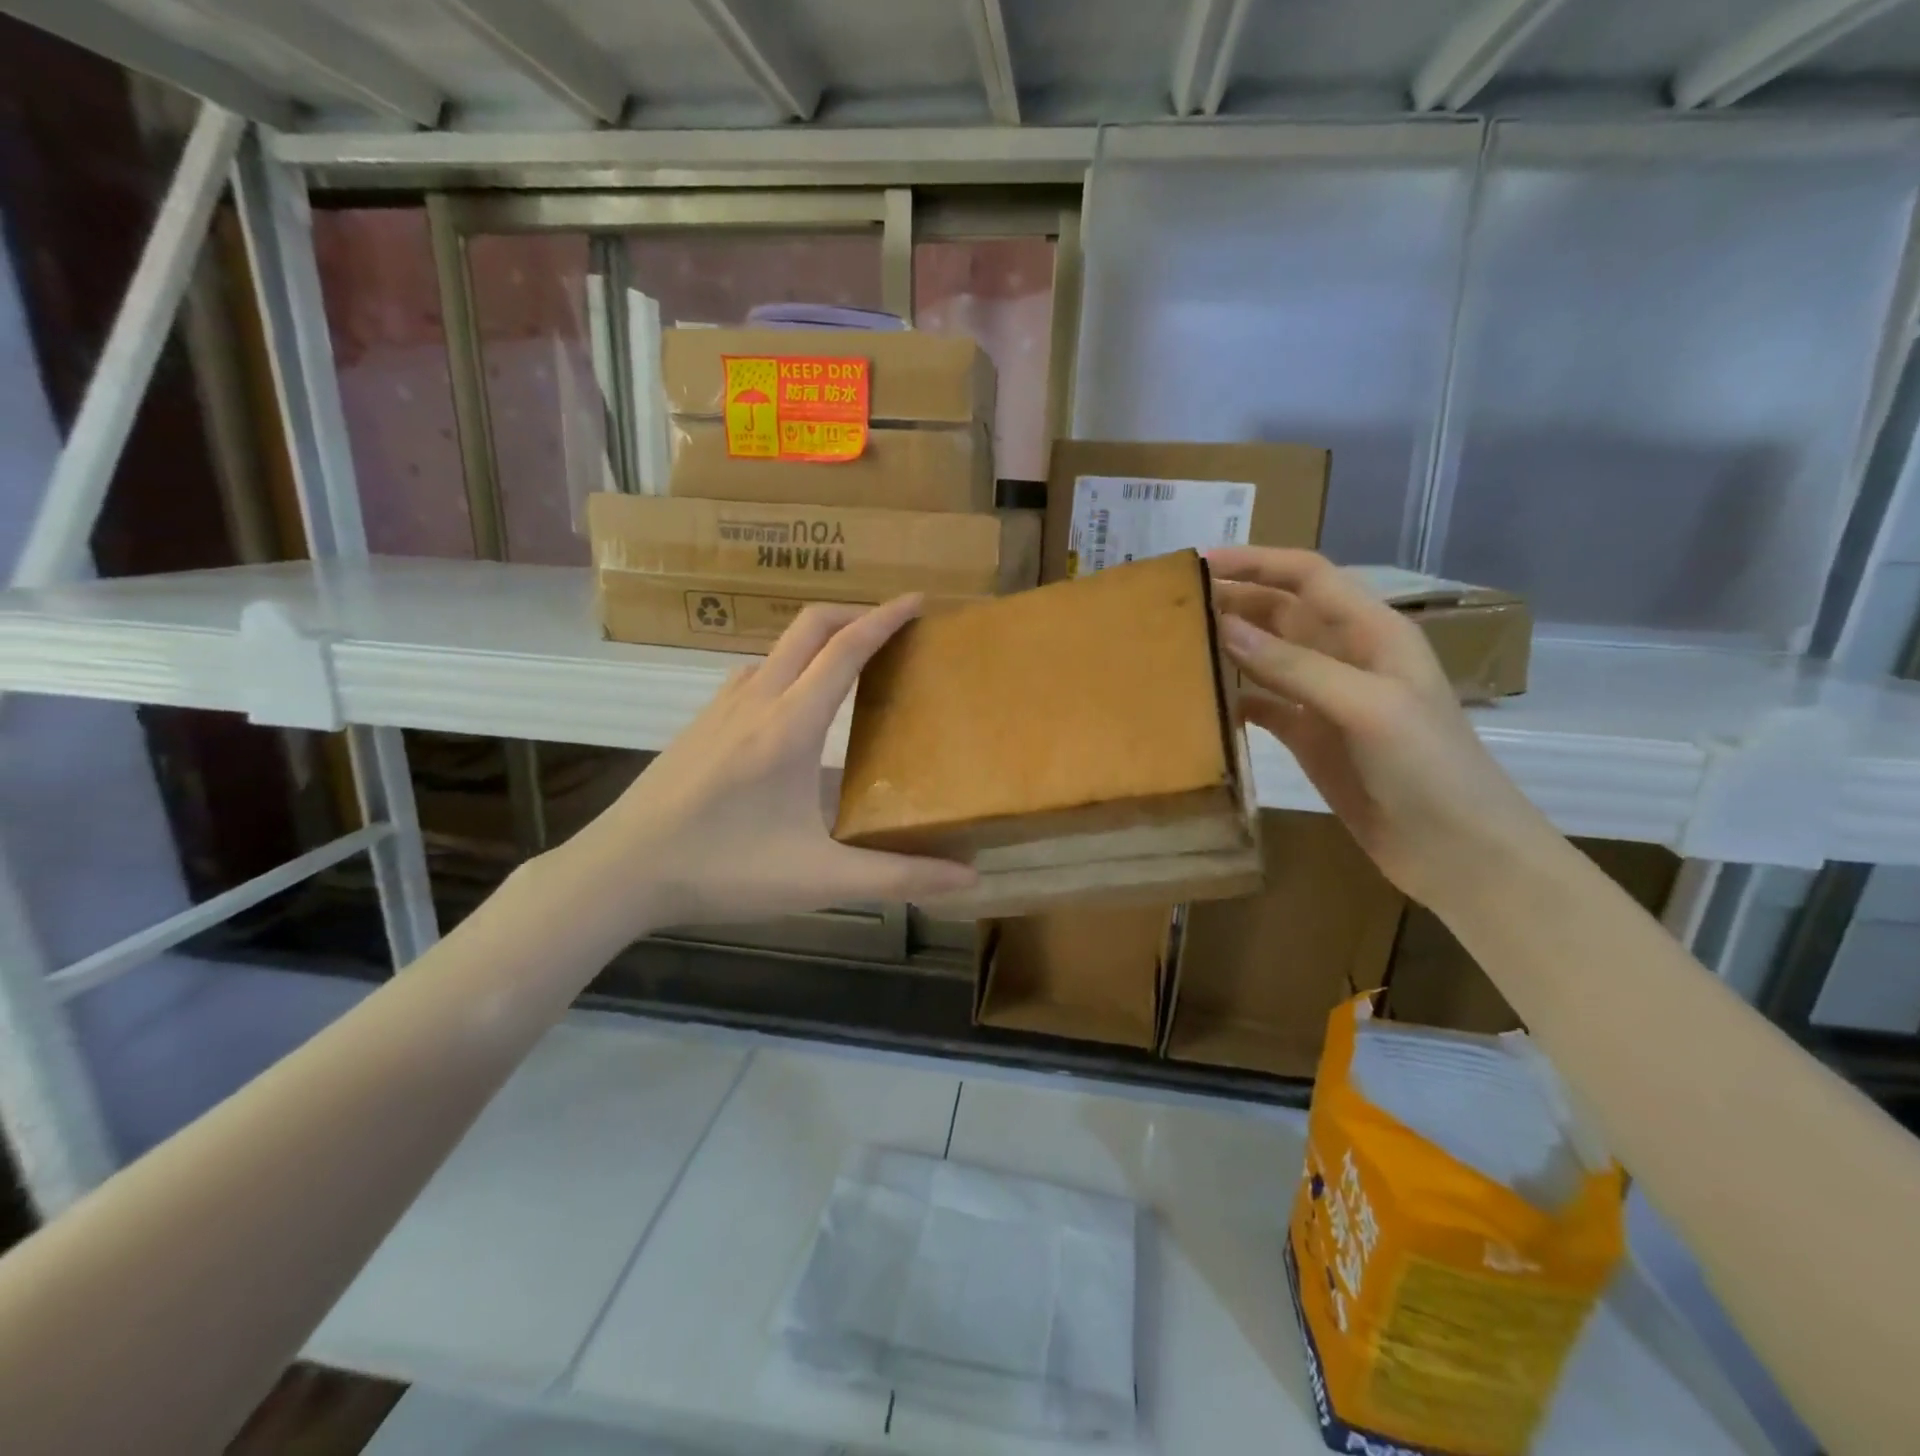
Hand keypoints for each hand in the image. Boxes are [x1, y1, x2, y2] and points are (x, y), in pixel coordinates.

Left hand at [563, 596, 975, 936]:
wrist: (619, 872)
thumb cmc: (722, 870)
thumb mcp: (819, 880)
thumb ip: (898, 876)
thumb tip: (970, 878)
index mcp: (789, 725)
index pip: (845, 649)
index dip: (885, 619)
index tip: (919, 601)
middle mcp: (755, 700)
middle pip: (808, 627)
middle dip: (854, 613)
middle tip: (893, 628)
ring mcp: (720, 708)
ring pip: (777, 648)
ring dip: (819, 640)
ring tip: (851, 664)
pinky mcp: (699, 725)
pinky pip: (754, 674)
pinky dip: (789, 667)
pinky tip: (793, 708)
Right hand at [1207, 547, 1550, 906]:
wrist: (1457, 851)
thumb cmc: (1427, 768)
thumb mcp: (1365, 706)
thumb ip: (1294, 666)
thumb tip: (1224, 626)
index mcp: (1372, 632)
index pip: (1308, 577)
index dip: (1258, 562)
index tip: (1201, 562)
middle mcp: (1346, 657)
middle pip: (1282, 612)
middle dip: (1234, 600)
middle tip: (1176, 604)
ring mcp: (1326, 699)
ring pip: (1267, 657)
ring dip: (1229, 646)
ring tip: (1177, 643)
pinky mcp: (1311, 738)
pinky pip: (1263, 705)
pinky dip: (1234, 698)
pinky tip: (1202, 701)